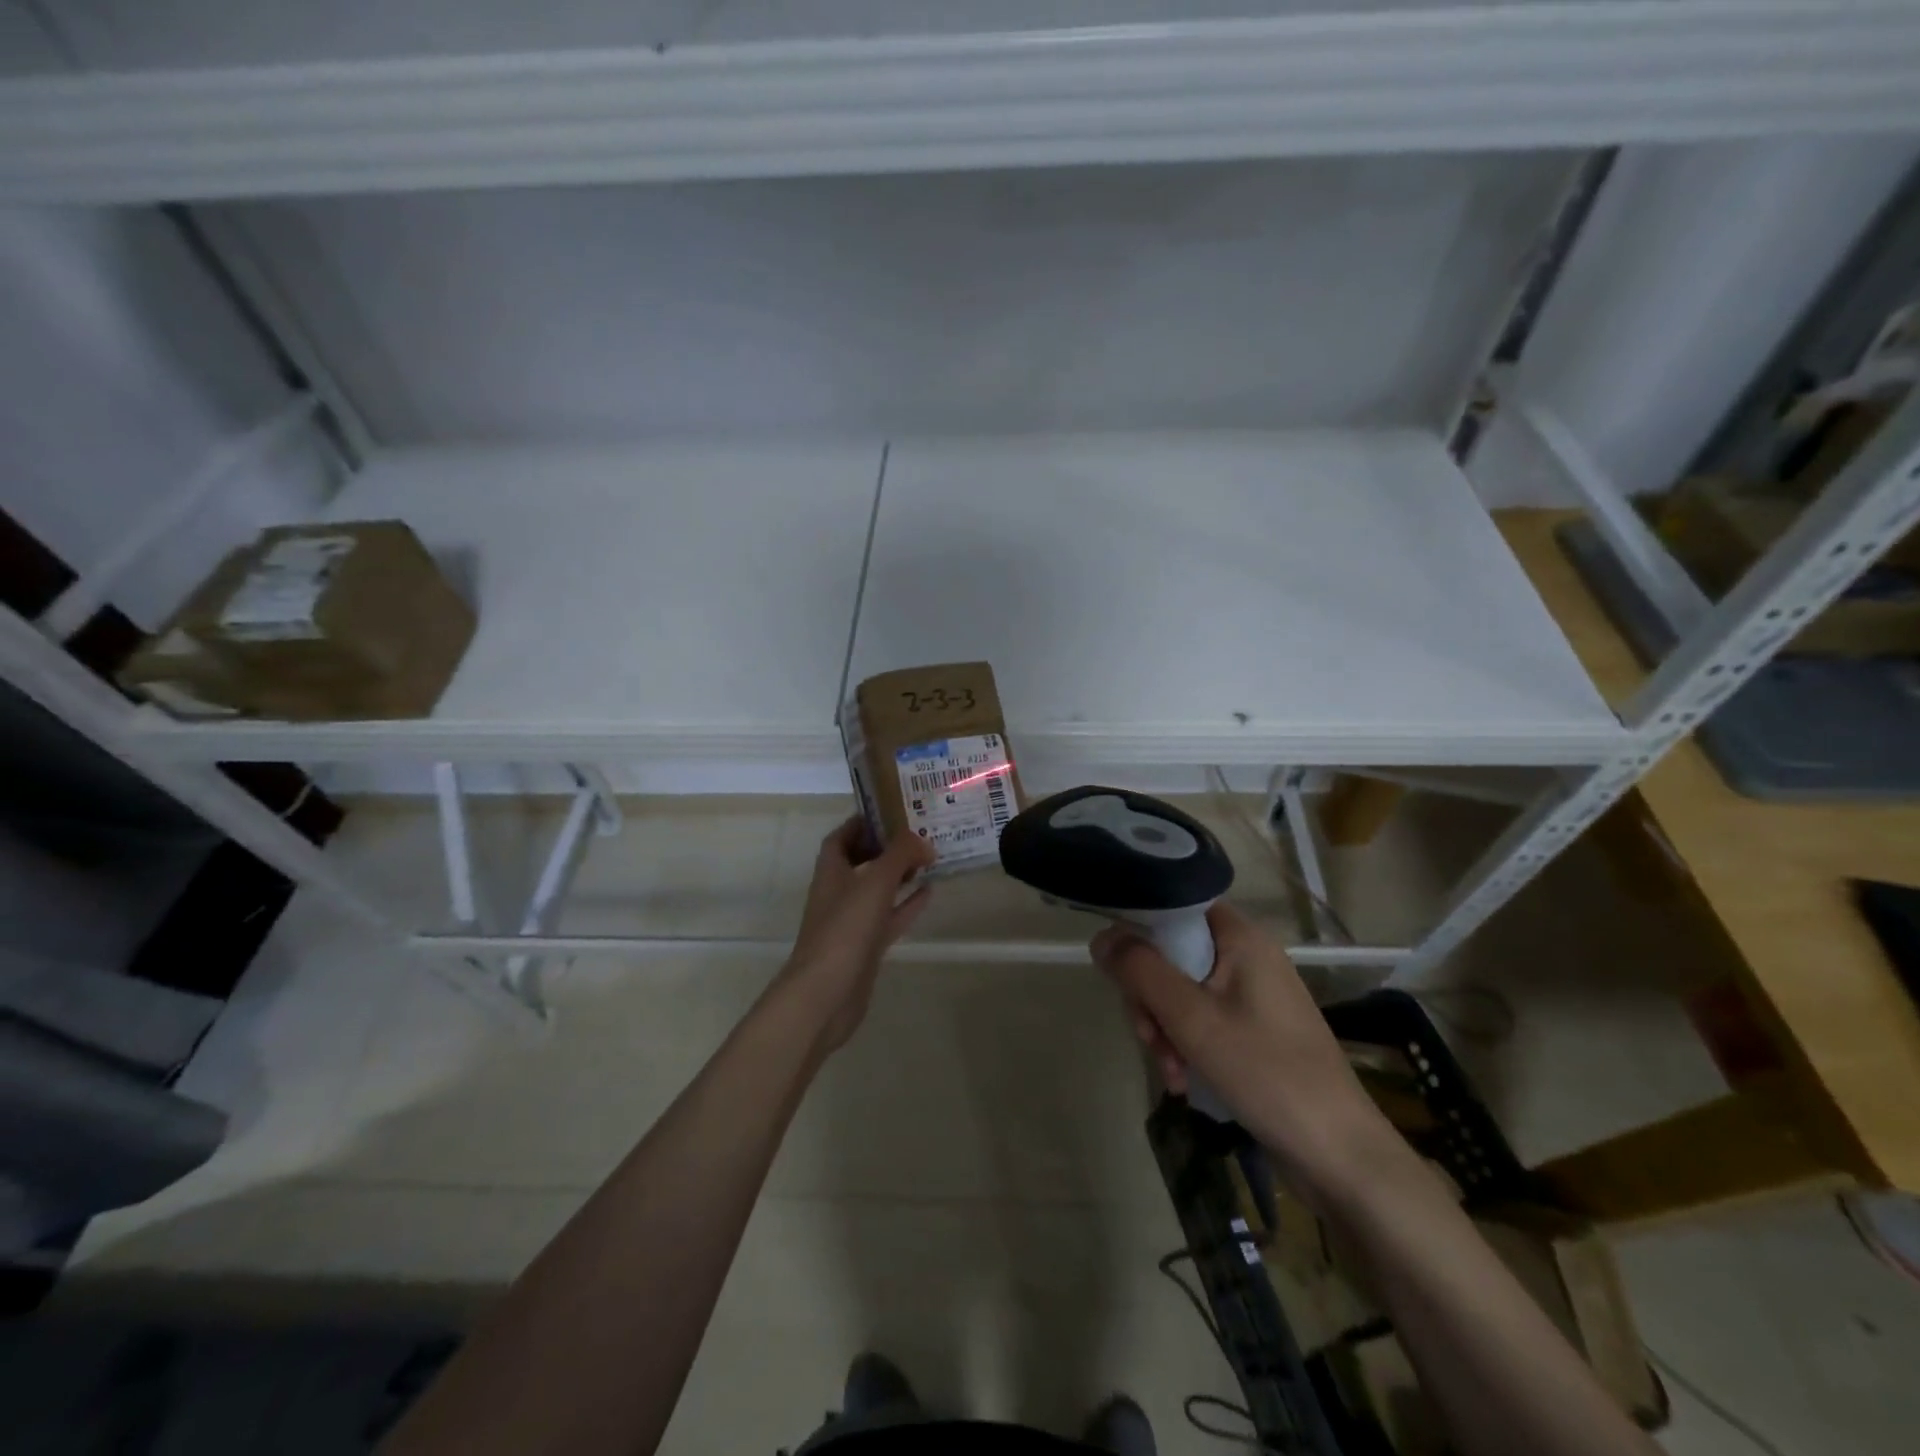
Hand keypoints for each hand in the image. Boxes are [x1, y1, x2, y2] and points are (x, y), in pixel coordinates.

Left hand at [779, 818, 935, 1052]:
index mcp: (831, 870)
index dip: (864, 822)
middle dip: (887, 847)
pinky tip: (929, 893)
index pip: (843, 836)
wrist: (826, 994)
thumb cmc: (845, 929)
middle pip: (862, 860)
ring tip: (930, 859)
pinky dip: (907, 904)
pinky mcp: (866, 946)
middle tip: (919, 834)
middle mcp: (839, 891)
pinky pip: (889, 917)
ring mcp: (852, 921)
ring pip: (878, 889)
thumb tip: (922, 840)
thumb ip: (900, 855)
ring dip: (900, 874)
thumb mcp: (875, 882)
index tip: (893, 812)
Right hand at [1092, 902, 1396, 1207]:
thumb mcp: (1192, 1019)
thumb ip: (1141, 971)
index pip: (1175, 907)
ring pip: (1182, 991)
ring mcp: (1252, 995)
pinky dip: (1186, 1045)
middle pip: (1172, 954)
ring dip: (1164, 1029)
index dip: (1141, 932)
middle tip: (1150, 1037)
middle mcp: (1247, 956)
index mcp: (1240, 938)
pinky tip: (1184, 1081)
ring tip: (1171, 1073)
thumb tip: (1101, 937)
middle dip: (1150, 998)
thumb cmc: (1266, 1074)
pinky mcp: (1254, 1030)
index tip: (1123, 973)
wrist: (1340, 1156)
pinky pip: (1202, 1019)